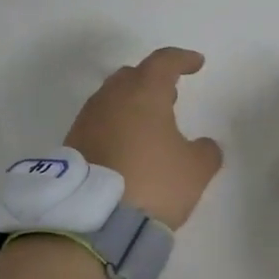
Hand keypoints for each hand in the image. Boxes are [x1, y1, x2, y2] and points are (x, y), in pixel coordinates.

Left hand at [65, 47, 223, 228]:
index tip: (196, 63)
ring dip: (132, 103)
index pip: (164, 62)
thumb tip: (204, 145)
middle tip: (171, 95)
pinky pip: (99, 121)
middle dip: (153, 80)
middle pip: (133, 75)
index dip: (183, 59)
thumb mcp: (195, 170)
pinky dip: (115, 125)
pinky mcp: (73, 142)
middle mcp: (111, 97)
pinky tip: (127, 146)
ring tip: (150, 123)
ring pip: (112, 98)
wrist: (94, 219)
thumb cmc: (153, 183)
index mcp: (144, 92)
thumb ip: (206, 151)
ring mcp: (87, 119)